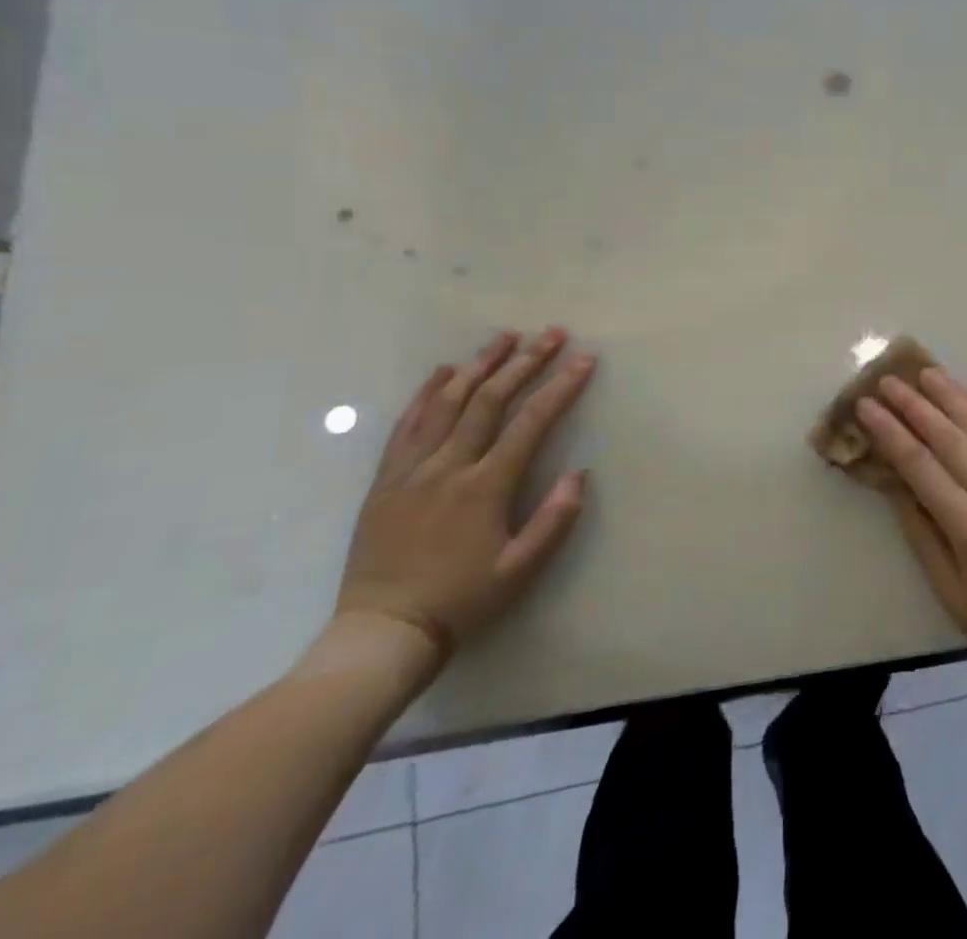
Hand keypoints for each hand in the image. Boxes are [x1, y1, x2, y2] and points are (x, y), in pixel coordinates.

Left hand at [335, 328, 596, 662]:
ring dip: (478, 365)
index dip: (560, 387)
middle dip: (524, 362)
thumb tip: (579, 473)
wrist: (382, 633)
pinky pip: (406, 425)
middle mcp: (448, 467)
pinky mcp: (385, 480)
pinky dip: (425, 393)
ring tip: (503, 337)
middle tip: (550, 333)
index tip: (583, 359)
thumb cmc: (460, 601)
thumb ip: (553, 520)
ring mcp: (411, 470)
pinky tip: (442, 371)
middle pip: (489, 400)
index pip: (530, 422)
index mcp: (484, 487)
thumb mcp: (519, 570)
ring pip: (446, 403)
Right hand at [858, 368, 966, 684]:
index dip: (891, 434)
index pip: (922, 468)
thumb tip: (894, 483)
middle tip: (889, 380)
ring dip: (954, 398)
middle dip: (916, 407)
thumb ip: (920, 532)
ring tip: (927, 372)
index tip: (867, 407)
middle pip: (952, 440)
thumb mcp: (949, 590)